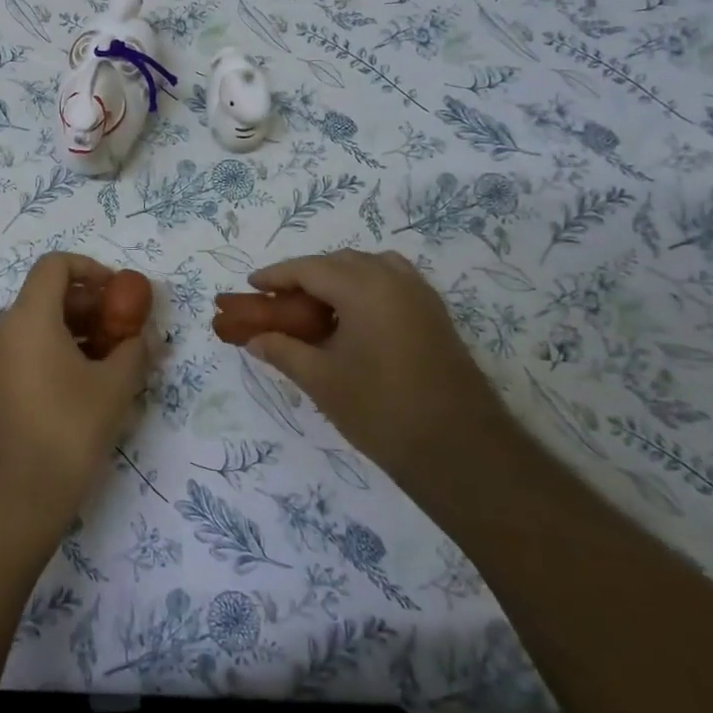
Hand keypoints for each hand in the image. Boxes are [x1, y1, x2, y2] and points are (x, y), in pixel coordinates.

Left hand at [0, 253, 151, 530]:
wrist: (14, 498)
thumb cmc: (68, 431)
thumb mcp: (114, 387)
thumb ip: (134, 350)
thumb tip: (144, 336)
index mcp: (28, 318)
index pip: (55, 265)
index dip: (90, 269)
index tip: (119, 292)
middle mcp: (2, 329)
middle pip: (46, 295)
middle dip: (89, 305)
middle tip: (123, 330)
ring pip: (37, 325)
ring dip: (75, 331)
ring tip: (111, 360)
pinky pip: (25, 351)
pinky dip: (55, 352)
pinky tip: (85, 384)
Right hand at [243, 250, 504, 495]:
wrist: (460, 450)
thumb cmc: (381, 411)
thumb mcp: (321, 381)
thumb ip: (283, 351)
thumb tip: (254, 339)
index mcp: (363, 288)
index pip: (309, 268)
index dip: (276, 276)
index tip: (251, 286)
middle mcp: (394, 279)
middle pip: (339, 262)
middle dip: (306, 276)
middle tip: (280, 302)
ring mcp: (420, 295)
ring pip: (369, 268)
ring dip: (338, 278)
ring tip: (316, 308)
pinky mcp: (435, 314)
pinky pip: (392, 282)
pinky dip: (366, 288)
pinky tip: (353, 320)